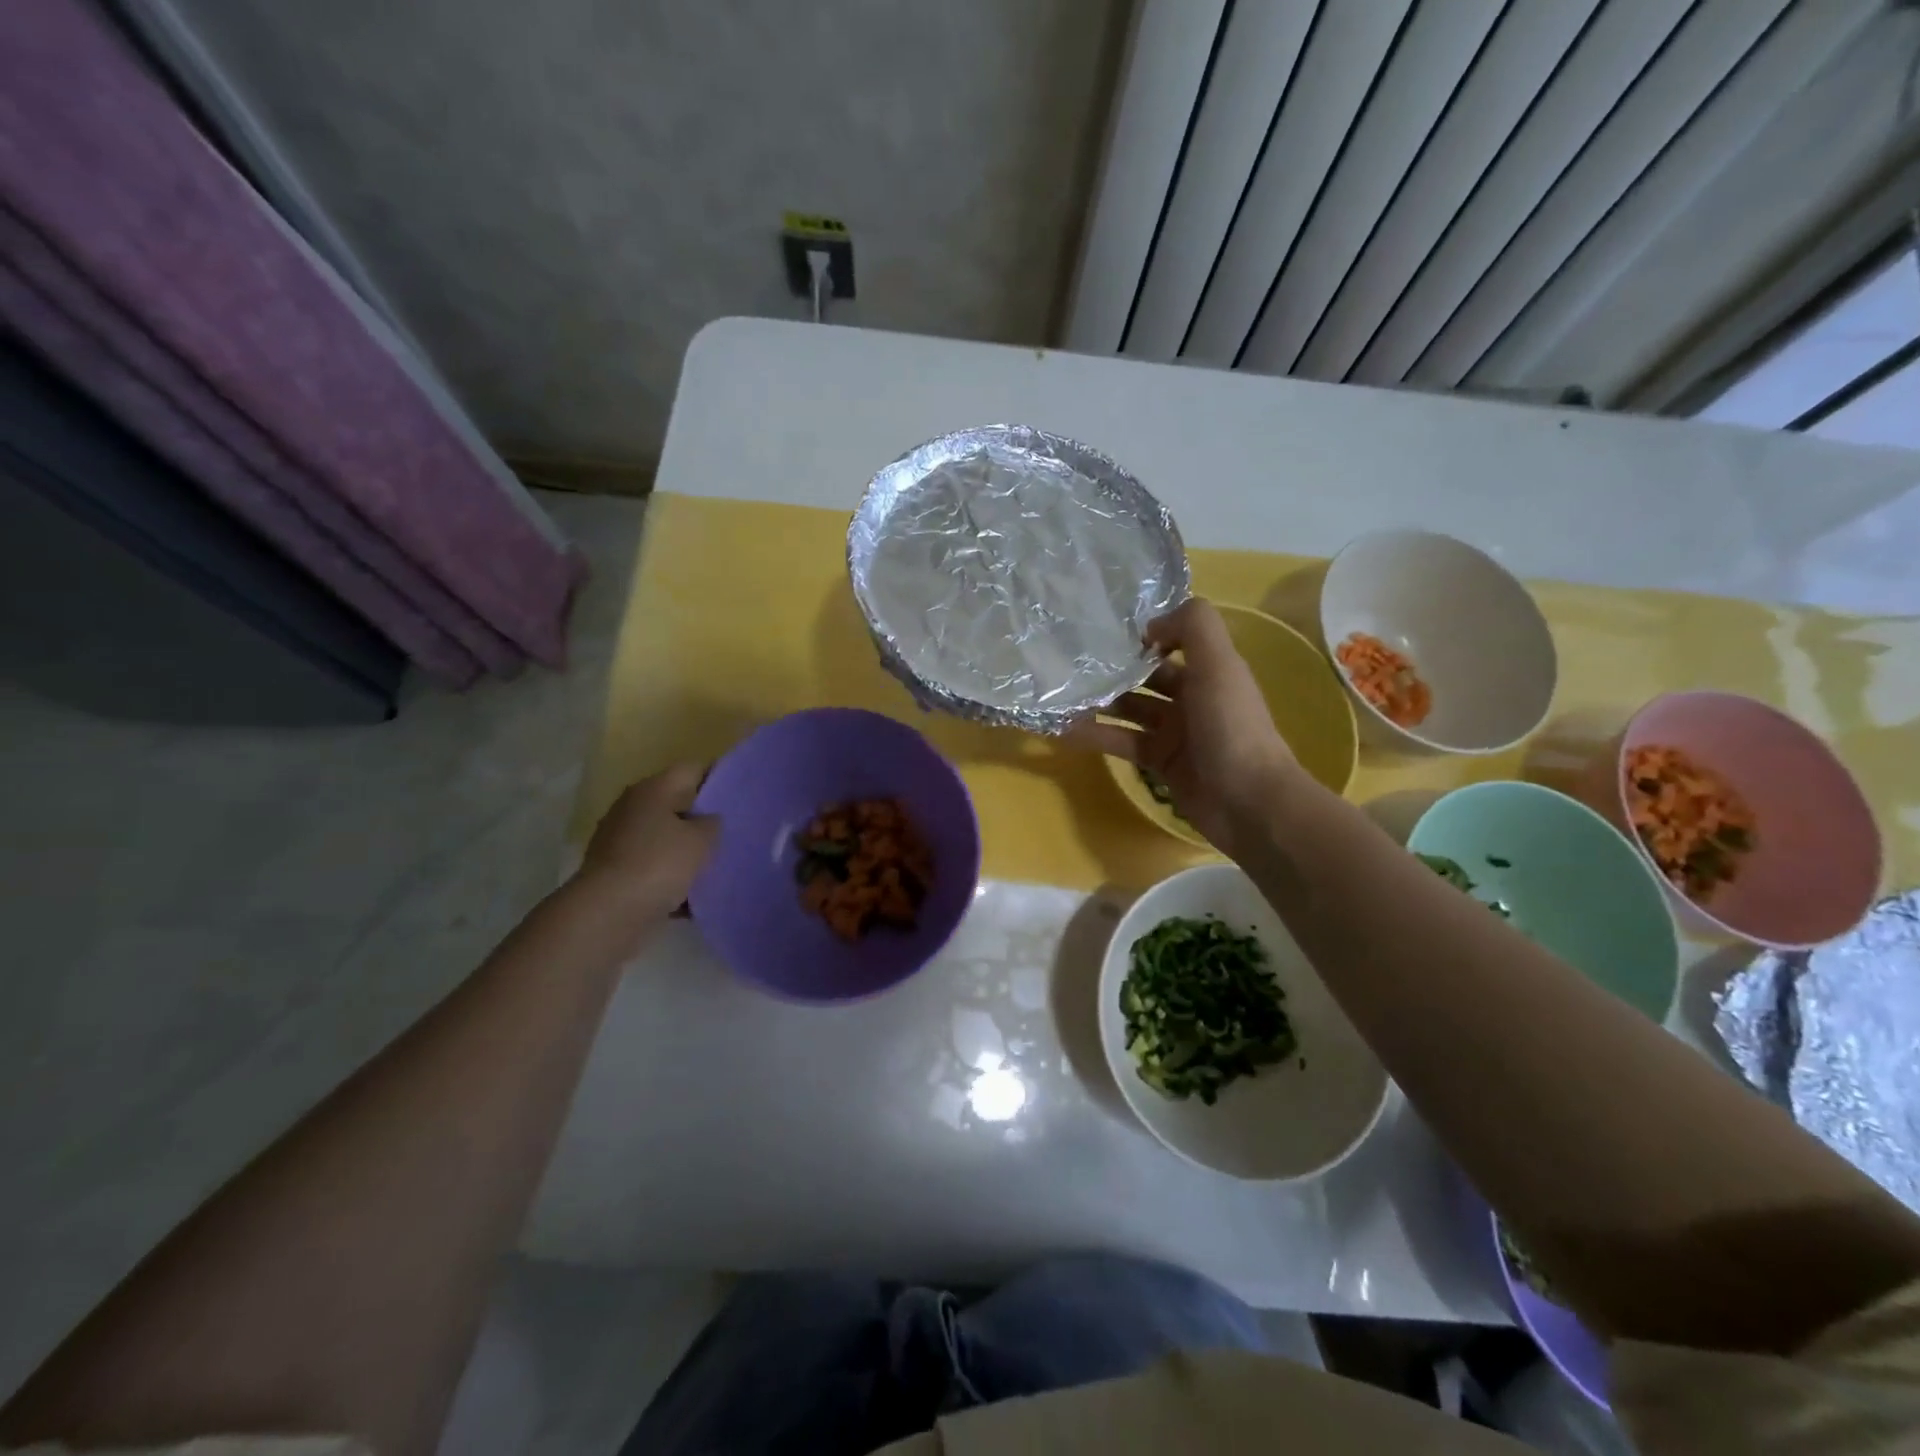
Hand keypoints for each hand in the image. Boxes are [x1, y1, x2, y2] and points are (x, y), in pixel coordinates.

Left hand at [576, 763, 719, 922]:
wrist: (607, 914)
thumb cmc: (658, 864)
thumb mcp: (702, 840)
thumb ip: (712, 823)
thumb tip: (707, 820)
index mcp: (652, 789)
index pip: (693, 769)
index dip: (719, 778)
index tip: (742, 795)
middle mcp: (632, 807)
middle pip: (677, 804)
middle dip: (703, 818)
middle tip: (733, 832)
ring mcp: (620, 840)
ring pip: (665, 838)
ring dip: (686, 850)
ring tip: (716, 865)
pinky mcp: (615, 872)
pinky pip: (653, 867)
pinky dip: (670, 877)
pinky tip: (693, 894)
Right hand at [1072, 598, 1296, 853]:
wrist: (1248, 801)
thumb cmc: (1232, 727)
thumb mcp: (1219, 665)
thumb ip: (1192, 627)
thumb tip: (1148, 626)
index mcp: (1209, 670)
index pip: (1170, 642)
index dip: (1140, 636)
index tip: (1101, 630)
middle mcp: (1191, 697)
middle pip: (1144, 676)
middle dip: (1112, 668)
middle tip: (1068, 660)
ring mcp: (1174, 732)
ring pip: (1128, 709)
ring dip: (1097, 701)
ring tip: (1058, 693)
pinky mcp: (1158, 762)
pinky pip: (1121, 742)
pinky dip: (1094, 736)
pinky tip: (1061, 730)